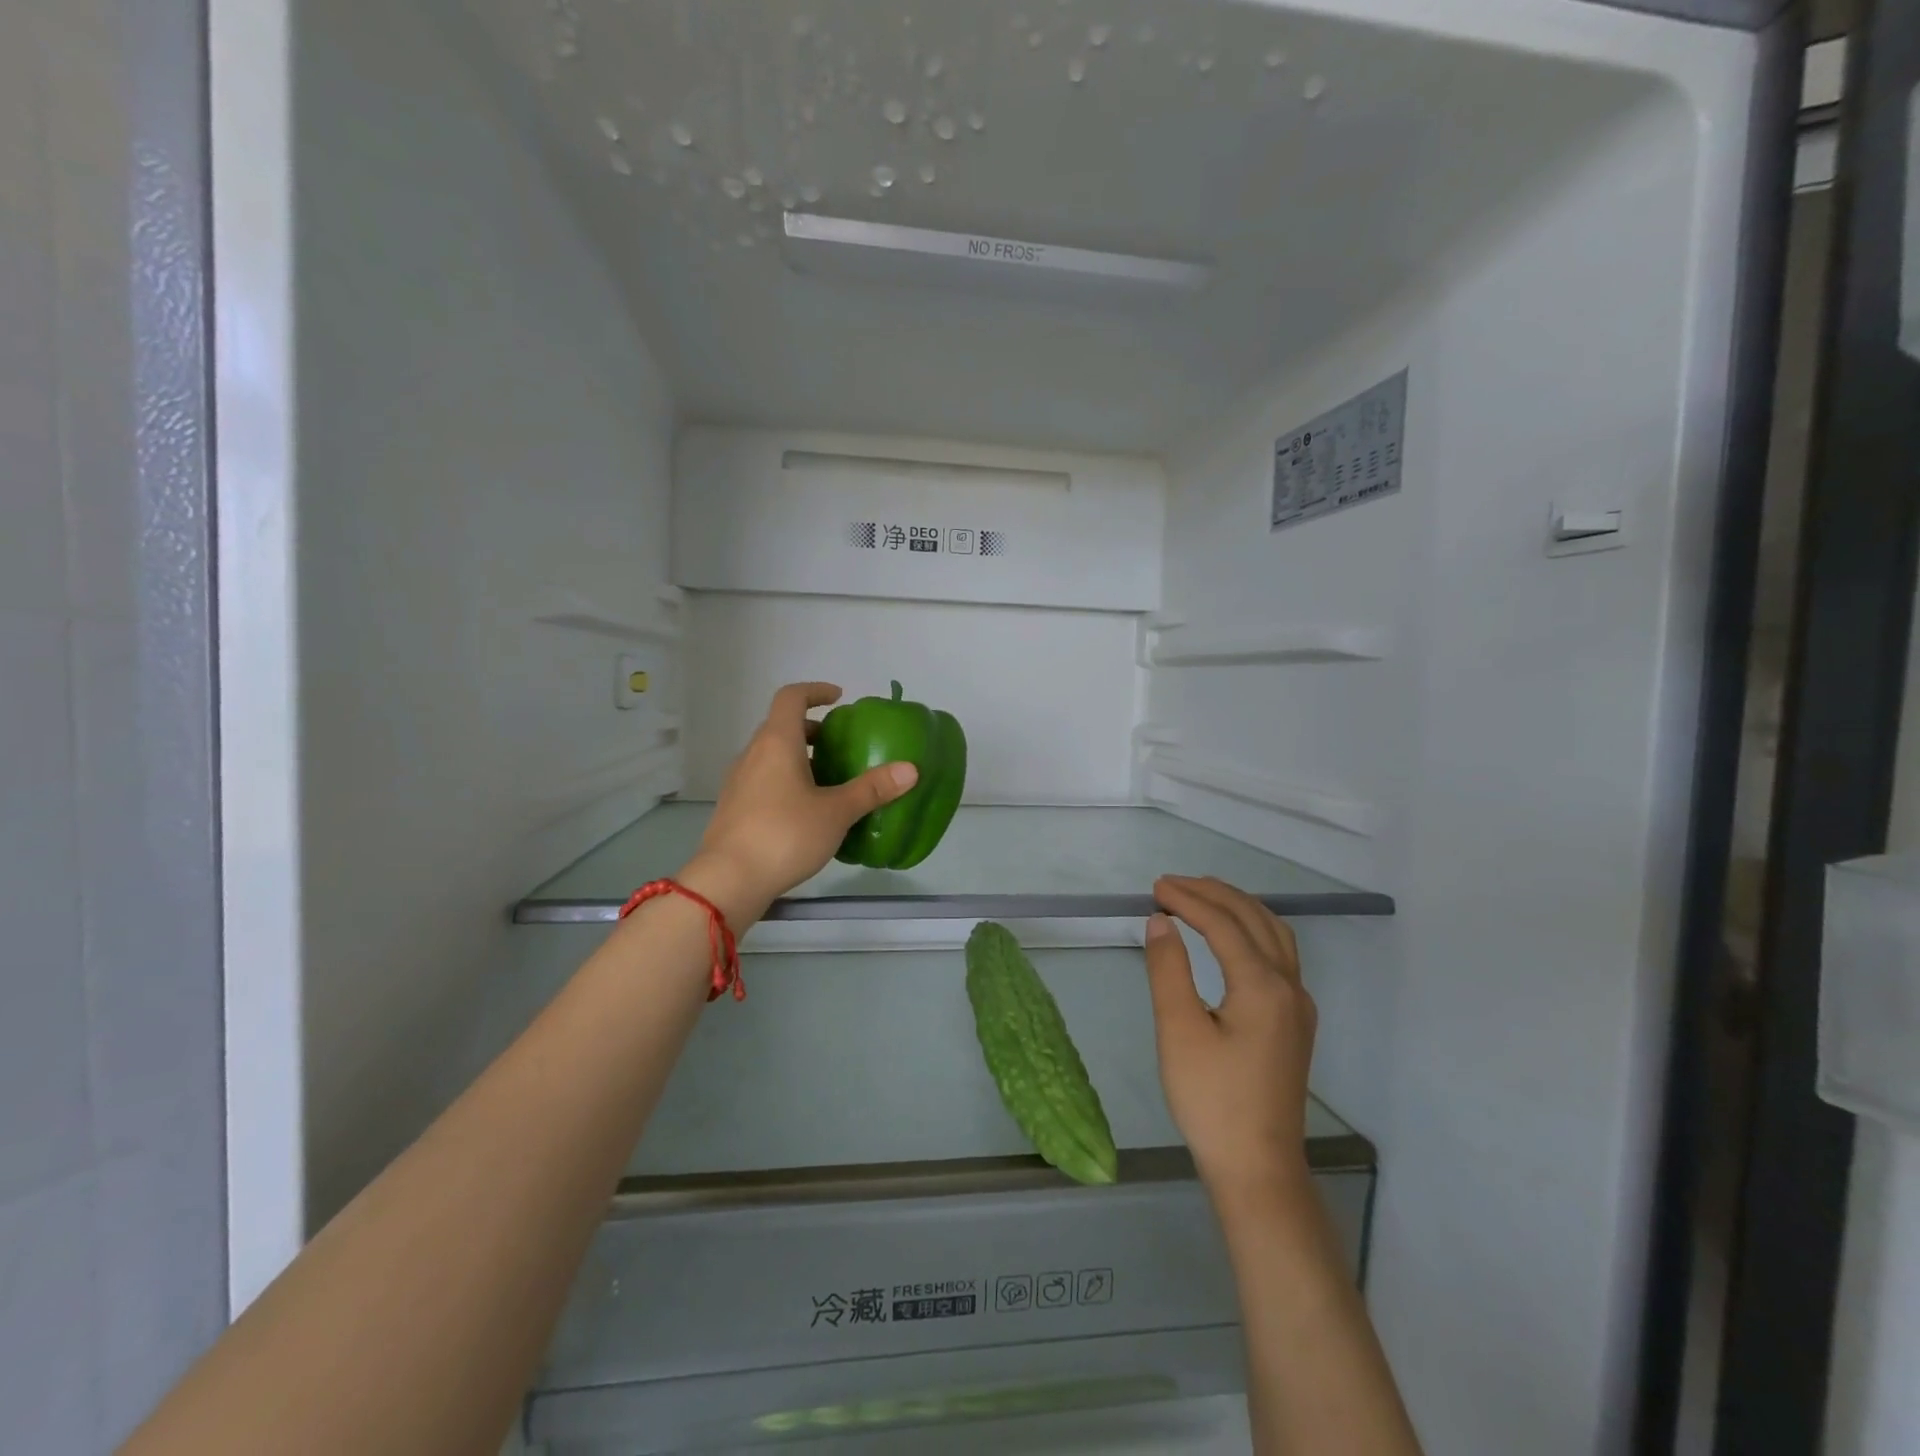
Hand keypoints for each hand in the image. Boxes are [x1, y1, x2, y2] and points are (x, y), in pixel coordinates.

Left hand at [679, 683, 917, 924]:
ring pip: (771, 755)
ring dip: (798, 757)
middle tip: (840, 744)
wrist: (728, 881)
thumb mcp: (836, 812)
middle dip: (811, 729)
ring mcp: (739, 782)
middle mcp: (753, 754)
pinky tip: (806, 811)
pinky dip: (786, 780)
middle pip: (780, 726)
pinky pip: (764, 780)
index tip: (838, 698)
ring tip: (829, 779)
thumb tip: (911, 769)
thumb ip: (872, 789)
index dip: (815, 691)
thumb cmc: (784, 835)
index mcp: (776, 743)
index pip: (791, 697)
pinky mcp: (734, 808)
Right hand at [1145, 876, 1316, 1209]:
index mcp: (1262, 986)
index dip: (1188, 900)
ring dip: (1238, 907)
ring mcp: (1299, 1005)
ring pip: (1274, 934)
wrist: (1258, 1168)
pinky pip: (1279, 954)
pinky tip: (1232, 939)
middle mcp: (1289, 987)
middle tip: (1172, 885)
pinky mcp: (1296, 1022)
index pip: (1223, 924)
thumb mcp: (1178, 1031)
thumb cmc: (1211, 1100)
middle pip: (1254, 919)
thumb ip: (1168, 970)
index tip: (1154, 888)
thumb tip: (1161, 922)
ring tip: (1201, 897)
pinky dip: (1252, 930)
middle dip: (1213, 894)